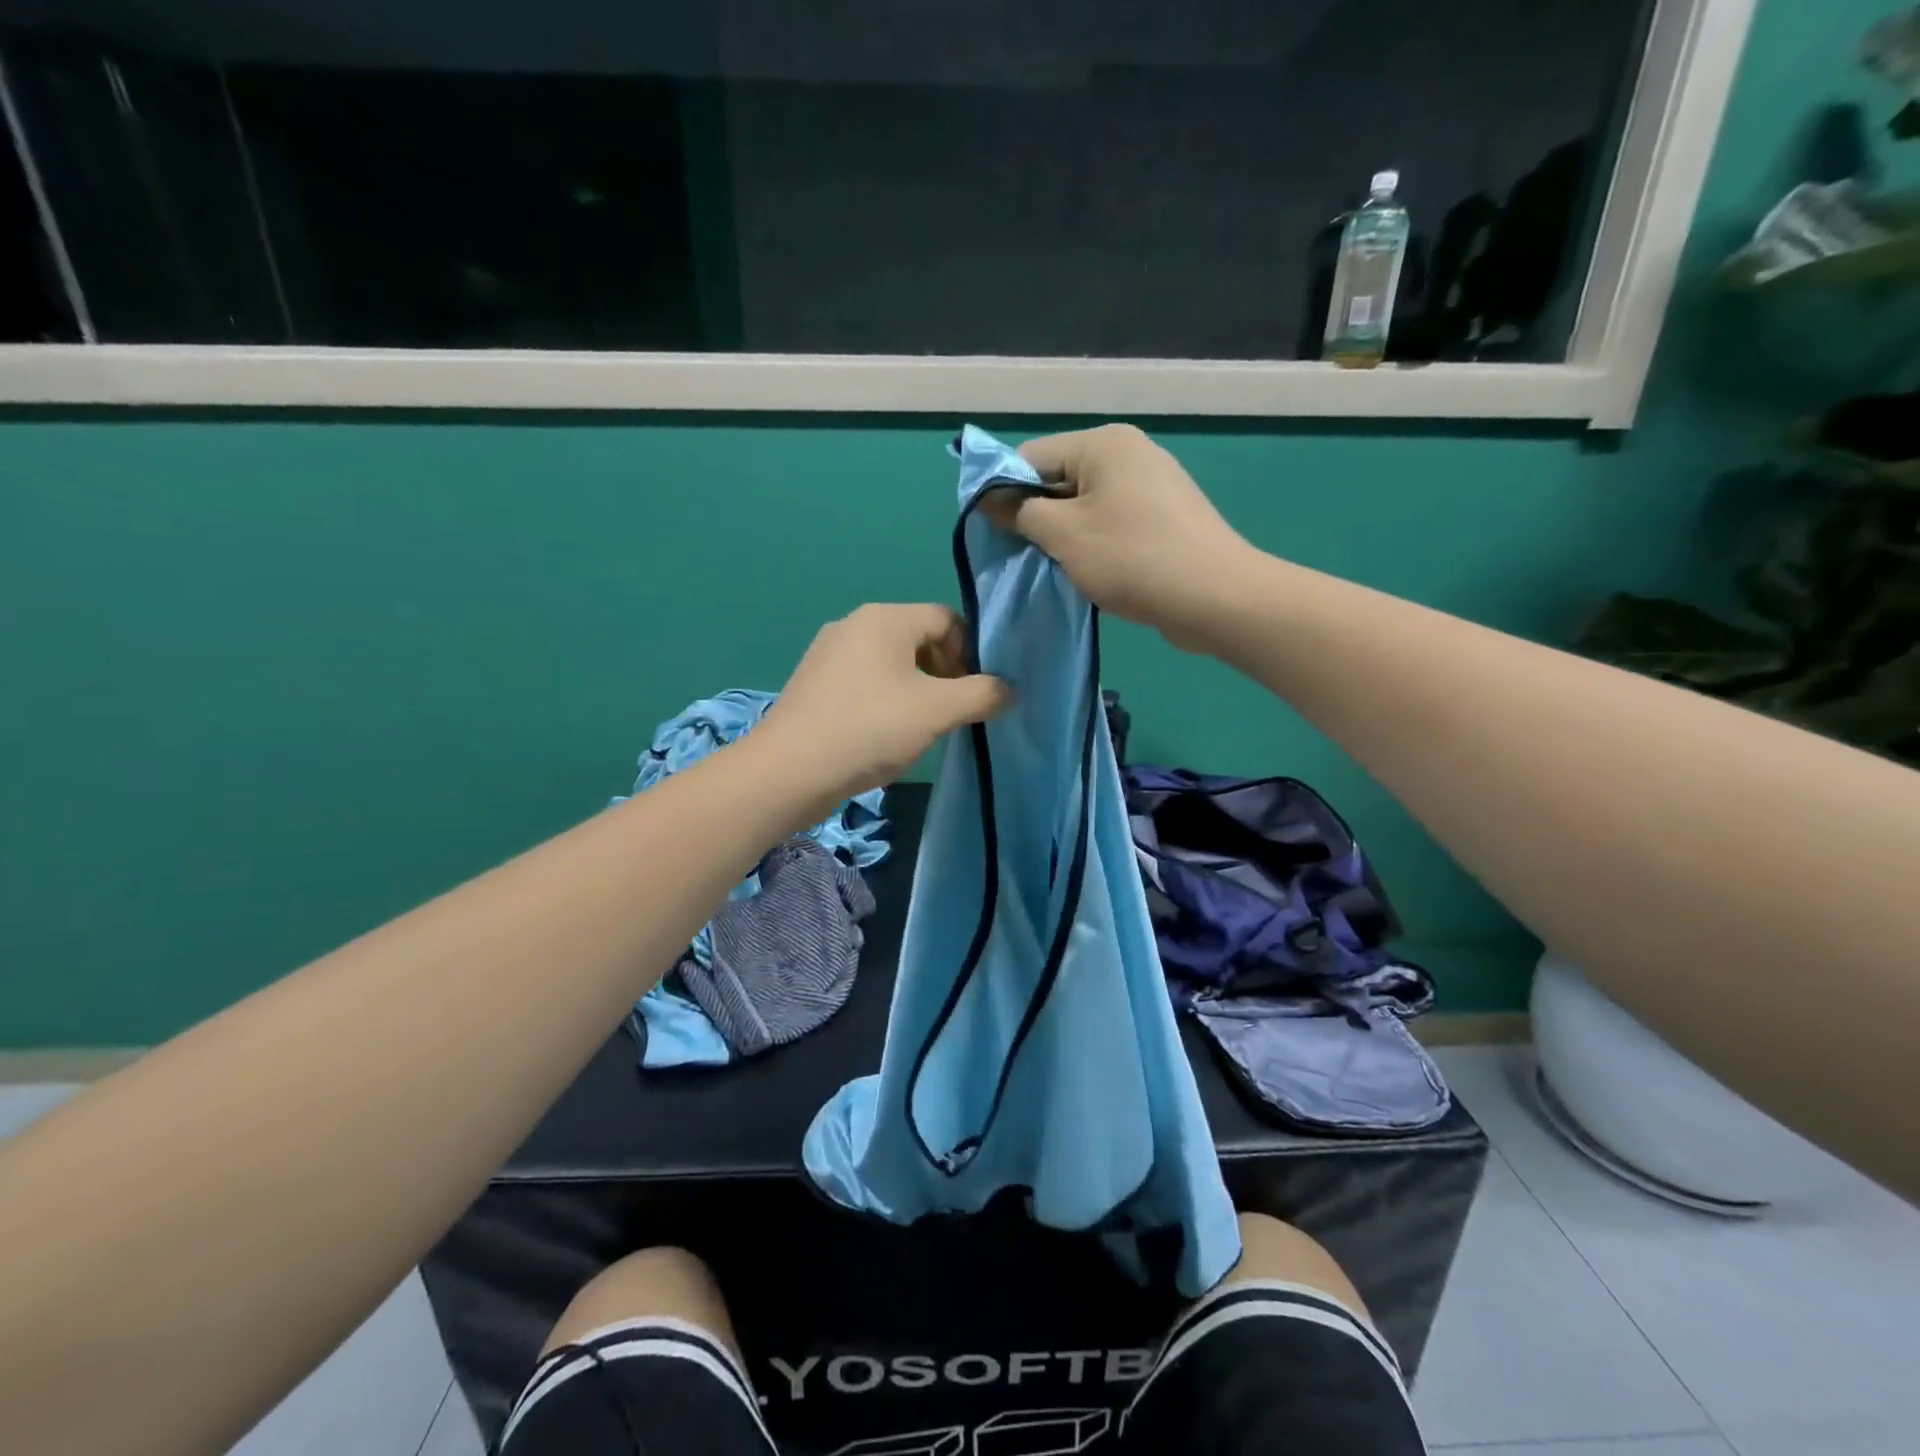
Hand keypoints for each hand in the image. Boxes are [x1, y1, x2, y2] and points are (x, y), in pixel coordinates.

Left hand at [755, 603, 1010, 810]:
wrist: (789, 771)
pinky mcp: (815, 682)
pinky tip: (884, 733)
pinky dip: (886, 699)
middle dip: (945, 672)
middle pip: (919, 638)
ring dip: (918, 689)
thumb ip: (982, 695)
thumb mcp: (937, 712)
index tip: (973, 694)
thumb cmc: (870, 729)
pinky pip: (865, 680)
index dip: (971, 653)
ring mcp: (829, 653)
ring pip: (892, 662)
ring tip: (920, 727)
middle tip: (951, 713)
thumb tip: (1008, 689)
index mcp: (885, 618)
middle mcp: (855, 624)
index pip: (948, 618)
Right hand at [992, 424, 1256, 647]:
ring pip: (1084, 505)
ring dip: (1064, 535)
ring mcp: (1152, 485)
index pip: (1031, 456)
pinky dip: (1094, 544)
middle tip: (1023, 556)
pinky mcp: (1165, 517)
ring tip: (1058, 568)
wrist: (1215, 597)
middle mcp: (1129, 453)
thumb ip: (1020, 512)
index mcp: (1103, 443)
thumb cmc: (1132, 558)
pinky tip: (1091, 573)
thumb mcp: (1063, 535)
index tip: (993, 533)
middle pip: (1059, 479)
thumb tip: (990, 499)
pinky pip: (1112, 522)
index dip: (1003, 492)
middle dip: (1036, 516)